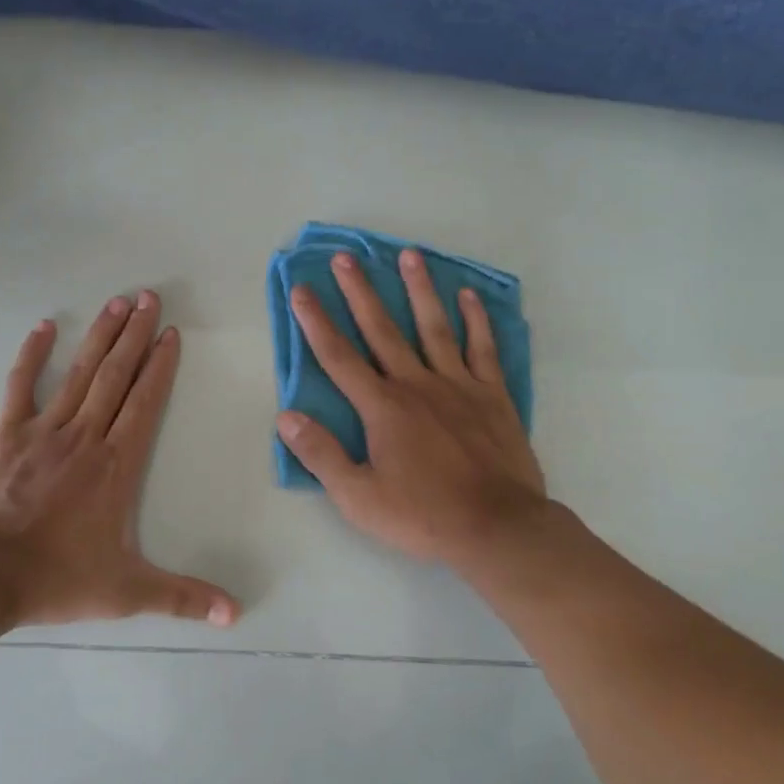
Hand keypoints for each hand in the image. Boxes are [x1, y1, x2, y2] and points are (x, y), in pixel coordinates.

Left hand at [0, 292, 238, 629]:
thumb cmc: (54, 579)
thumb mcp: (126, 592)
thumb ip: (182, 597)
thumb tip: (236, 614)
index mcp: (115, 465)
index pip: (145, 402)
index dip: (160, 366)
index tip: (170, 333)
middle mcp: (84, 436)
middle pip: (116, 375)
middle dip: (135, 334)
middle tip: (149, 296)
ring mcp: (42, 431)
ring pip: (79, 373)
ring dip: (100, 335)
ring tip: (117, 301)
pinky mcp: (5, 435)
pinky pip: (21, 386)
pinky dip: (33, 355)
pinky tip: (45, 327)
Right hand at [276, 249, 547, 567]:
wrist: (497, 527)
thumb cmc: (423, 515)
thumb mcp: (358, 497)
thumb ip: (321, 455)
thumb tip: (286, 417)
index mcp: (382, 407)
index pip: (339, 357)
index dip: (316, 322)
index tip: (301, 290)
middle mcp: (417, 384)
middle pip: (382, 330)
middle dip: (360, 292)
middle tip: (345, 256)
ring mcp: (459, 385)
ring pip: (434, 327)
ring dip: (419, 290)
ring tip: (409, 255)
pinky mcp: (493, 395)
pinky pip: (482, 349)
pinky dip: (476, 320)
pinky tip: (468, 296)